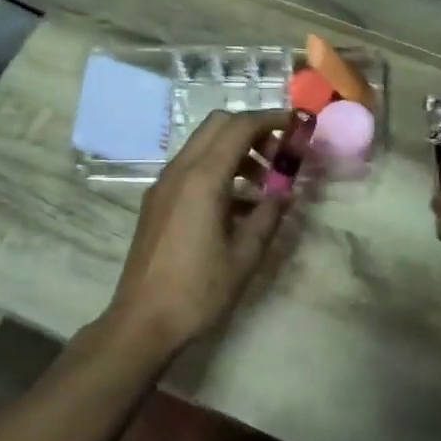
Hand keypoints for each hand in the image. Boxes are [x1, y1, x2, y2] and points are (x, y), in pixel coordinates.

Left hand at [105, 109, 292, 357]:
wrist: (142, 321)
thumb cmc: (198, 290)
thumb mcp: (245, 255)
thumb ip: (269, 216)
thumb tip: (286, 192)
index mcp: (202, 179)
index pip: (240, 127)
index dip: (271, 120)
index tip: (297, 126)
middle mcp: (179, 171)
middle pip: (218, 125)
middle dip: (253, 131)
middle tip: (281, 156)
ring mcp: (163, 185)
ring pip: (203, 146)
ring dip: (236, 152)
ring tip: (265, 186)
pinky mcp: (157, 202)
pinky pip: (191, 169)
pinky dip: (218, 170)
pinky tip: (238, 206)